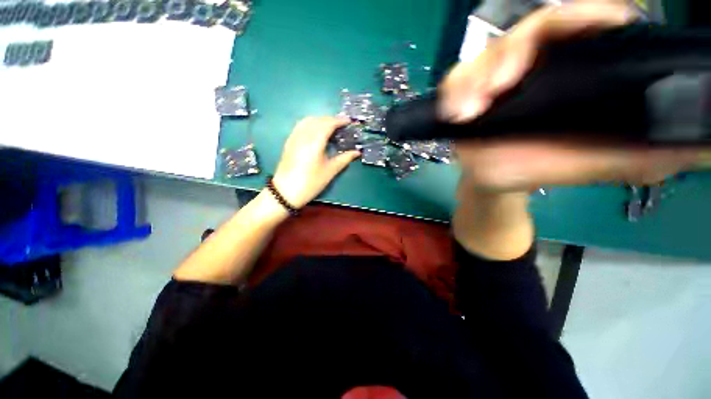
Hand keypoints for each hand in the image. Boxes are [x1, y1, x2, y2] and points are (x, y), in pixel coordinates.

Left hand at [272, 116, 359, 207]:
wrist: (286, 192)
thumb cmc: (311, 182)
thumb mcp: (330, 171)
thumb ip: (344, 159)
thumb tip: (357, 152)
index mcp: (315, 142)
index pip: (328, 124)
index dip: (339, 120)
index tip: (349, 121)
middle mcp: (303, 135)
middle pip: (318, 120)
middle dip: (331, 119)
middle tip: (342, 125)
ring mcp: (294, 137)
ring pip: (308, 120)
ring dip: (321, 120)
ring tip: (331, 126)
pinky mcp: (289, 141)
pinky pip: (301, 125)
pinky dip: (311, 123)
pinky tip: (316, 131)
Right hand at [441, 1, 705, 190]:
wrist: (495, 179)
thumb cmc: (540, 167)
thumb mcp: (593, 163)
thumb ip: (637, 154)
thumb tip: (697, 152)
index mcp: (572, 71)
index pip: (581, 26)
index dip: (587, 17)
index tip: (595, 26)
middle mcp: (534, 65)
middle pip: (526, 34)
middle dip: (512, 54)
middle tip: (499, 87)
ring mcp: (495, 77)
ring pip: (484, 56)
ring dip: (473, 79)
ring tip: (469, 110)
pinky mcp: (466, 92)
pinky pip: (455, 82)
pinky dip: (452, 93)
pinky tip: (454, 112)